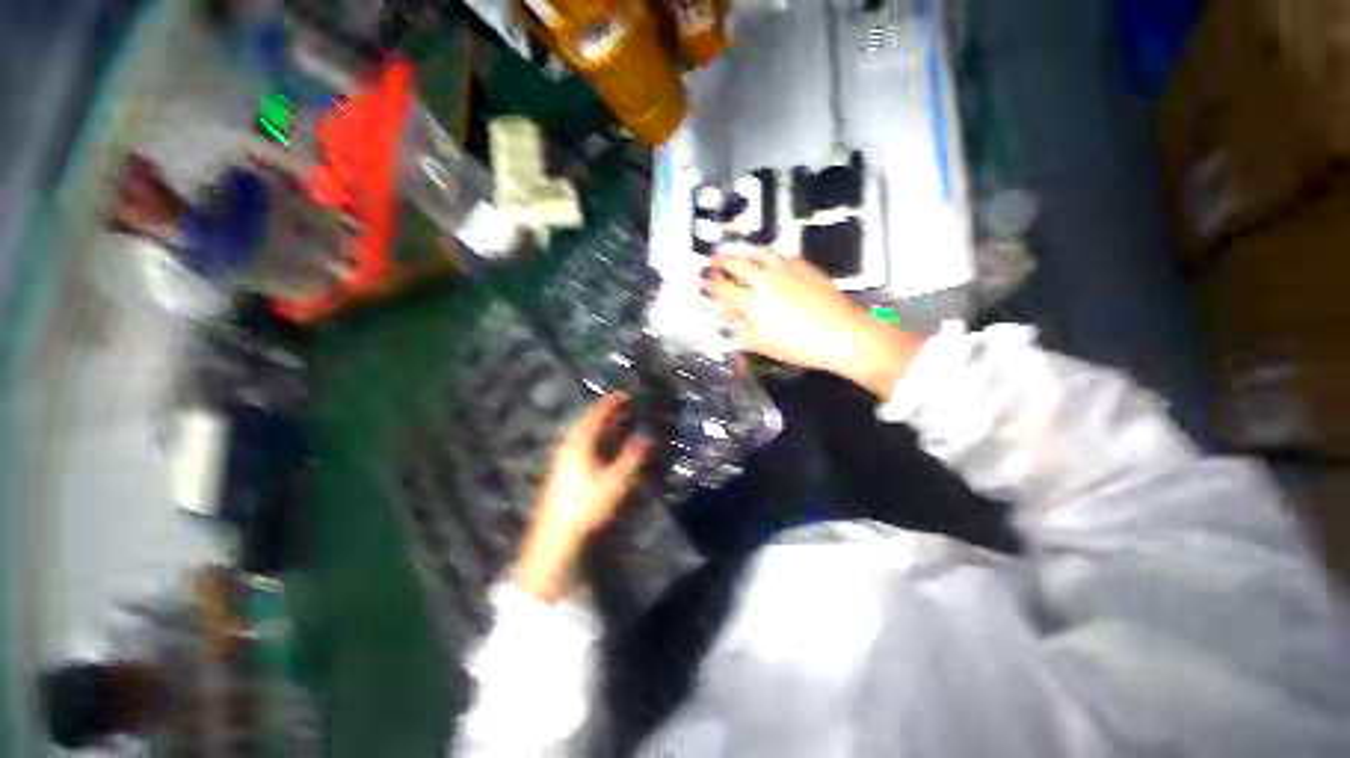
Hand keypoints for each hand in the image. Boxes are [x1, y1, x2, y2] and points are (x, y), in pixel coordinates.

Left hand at [517, 394, 651, 603]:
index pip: (596, 415)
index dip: (610, 403)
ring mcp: (561, 459)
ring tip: (614, 423)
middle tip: (621, 406)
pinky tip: (600, 447)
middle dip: (605, 413)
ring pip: (582, 434)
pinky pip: (579, 445)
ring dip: (599, 426)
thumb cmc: (586, 505)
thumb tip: (647, 437)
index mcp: (579, 443)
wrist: (555, 537)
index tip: (624, 394)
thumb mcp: (615, 481)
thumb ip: (632, 457)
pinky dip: (593, 439)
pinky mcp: (560, 472)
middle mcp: (567, 446)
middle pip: (587, 422)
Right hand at [702, 250, 923, 397]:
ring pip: (760, 253)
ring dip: (746, 252)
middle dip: (722, 259)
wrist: (842, 334)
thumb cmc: (800, 346)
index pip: (724, 289)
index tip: (703, 281)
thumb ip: (744, 331)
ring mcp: (787, 270)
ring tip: (740, 254)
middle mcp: (766, 280)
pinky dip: (771, 255)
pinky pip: (783, 254)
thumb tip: (733, 322)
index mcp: (753, 301)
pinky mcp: (805, 267)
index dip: (710, 284)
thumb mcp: (765, 345)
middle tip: (713, 258)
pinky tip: (772, 260)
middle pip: (738, 263)